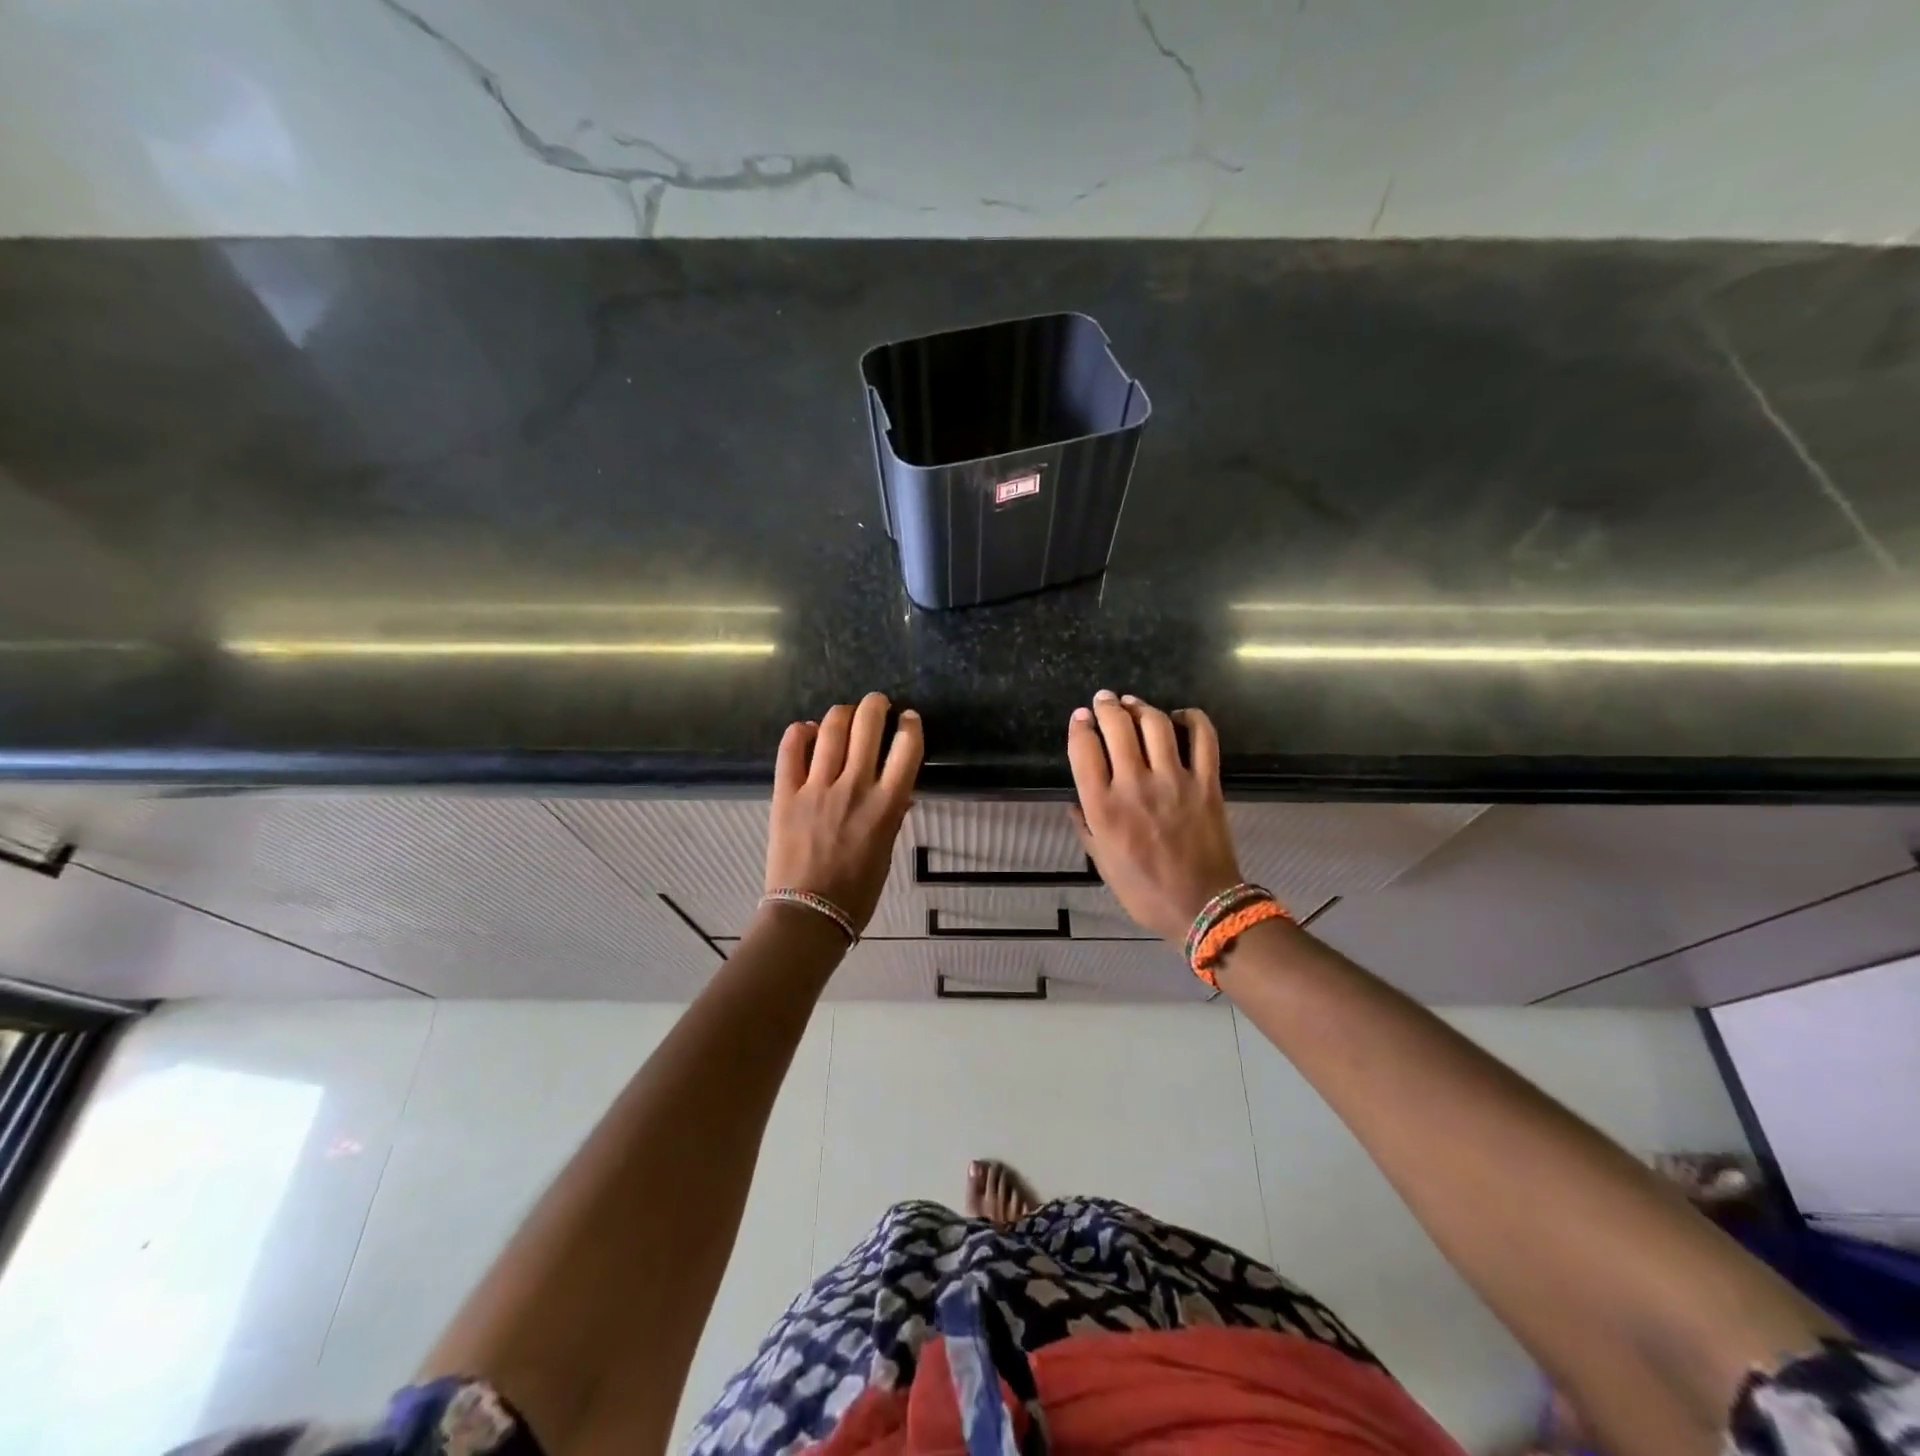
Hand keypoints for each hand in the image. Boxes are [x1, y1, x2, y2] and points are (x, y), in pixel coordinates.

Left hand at [765, 692, 922, 930]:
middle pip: (868, 727)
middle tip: (877, 703)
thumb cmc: (857, 892)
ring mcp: (817, 788)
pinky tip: (806, 729)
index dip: (911, 726)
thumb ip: (891, 816)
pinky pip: (790, 751)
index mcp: (886, 805)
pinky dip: (799, 733)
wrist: (808, 915)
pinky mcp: (786, 794)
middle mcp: (854, 788)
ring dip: (842, 713)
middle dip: (876, 706)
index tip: (909, 719)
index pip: (907, 749)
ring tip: (846, 712)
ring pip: (831, 730)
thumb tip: (897, 790)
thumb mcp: (886, 852)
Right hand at [1066, 690, 1242, 943]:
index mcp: (1103, 807)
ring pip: (1155, 724)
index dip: (1079, 726)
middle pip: (1118, 726)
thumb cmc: (1143, 890)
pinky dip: (1193, 719)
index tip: (1079, 717)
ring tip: (1134, 704)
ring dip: (1141, 706)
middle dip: (1106, 706)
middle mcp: (1135, 785)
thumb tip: (1074, 803)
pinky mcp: (1207, 782)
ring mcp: (1174, 780)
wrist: (1201, 906)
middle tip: (1104, 699)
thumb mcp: (1101, 863)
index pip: (1084, 749)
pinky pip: (1204, 737)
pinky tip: (1181, 716)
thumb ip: (1086, 828)